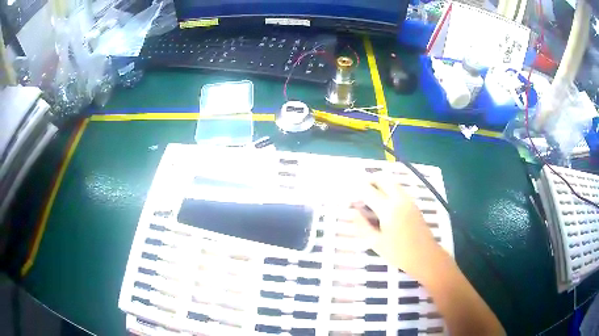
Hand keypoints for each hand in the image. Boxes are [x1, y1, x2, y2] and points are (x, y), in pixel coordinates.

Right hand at [340, 175, 442, 276]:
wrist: (425, 256)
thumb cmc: (399, 253)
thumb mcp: (376, 243)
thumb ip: (362, 226)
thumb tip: (352, 212)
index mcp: (388, 208)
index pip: (367, 190)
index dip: (355, 191)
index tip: (348, 197)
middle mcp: (399, 199)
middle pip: (382, 178)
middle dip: (368, 180)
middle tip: (358, 191)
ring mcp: (408, 200)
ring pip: (391, 182)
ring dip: (378, 184)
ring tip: (368, 198)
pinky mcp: (413, 204)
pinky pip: (398, 189)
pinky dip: (387, 189)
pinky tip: (382, 204)